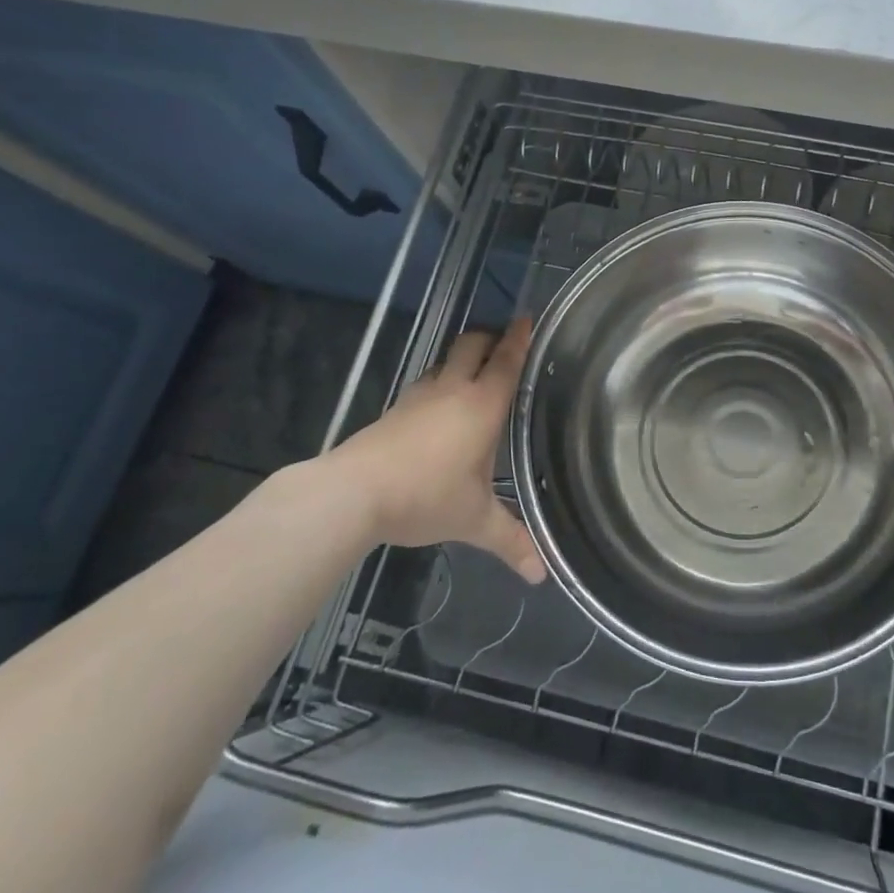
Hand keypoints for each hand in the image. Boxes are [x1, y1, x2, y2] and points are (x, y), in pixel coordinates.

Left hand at [323, 321, 546, 583]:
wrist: (352, 493)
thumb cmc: (425, 497)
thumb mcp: (473, 520)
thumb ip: (510, 541)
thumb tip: (541, 575)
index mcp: (482, 405)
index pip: (507, 361)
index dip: (519, 338)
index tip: (527, 317)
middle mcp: (453, 390)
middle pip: (472, 345)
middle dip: (489, 338)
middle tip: (504, 344)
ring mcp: (419, 397)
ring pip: (445, 362)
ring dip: (461, 359)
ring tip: (474, 374)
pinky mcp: (394, 410)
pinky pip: (425, 384)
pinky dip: (439, 384)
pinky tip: (438, 407)